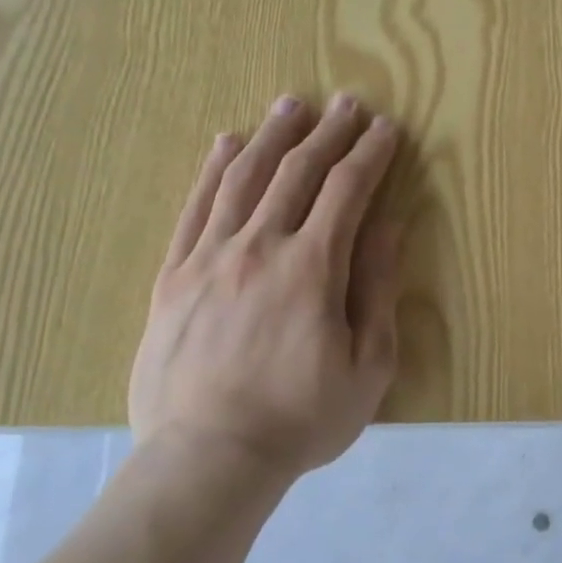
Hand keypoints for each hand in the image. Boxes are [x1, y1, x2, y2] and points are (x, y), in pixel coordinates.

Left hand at [128, 94, 401, 485]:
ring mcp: (209, 258)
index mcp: (312, 268)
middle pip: (297, 172)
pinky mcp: (173, 275)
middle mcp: (260, 247)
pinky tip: (227, 142)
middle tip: (347, 103)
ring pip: (243, 178)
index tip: (386, 129)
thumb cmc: (301, 418)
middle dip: (328, 133)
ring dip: (273, 136)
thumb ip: (377, 289)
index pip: (347, 191)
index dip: (370, 155)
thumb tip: (388, 227)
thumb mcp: (367, 365)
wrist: (207, 459)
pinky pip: (195, 208)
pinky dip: (213, 169)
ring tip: (292, 105)